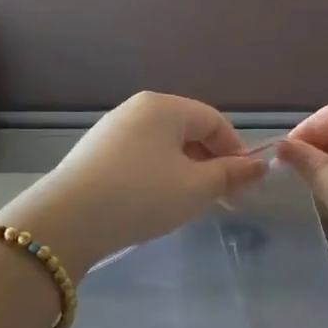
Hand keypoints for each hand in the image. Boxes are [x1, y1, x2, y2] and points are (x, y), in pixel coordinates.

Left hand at [0, 92, 267, 273]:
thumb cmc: (142, 196)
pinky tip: (155, 203)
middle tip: (222, 198)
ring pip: (163, 147)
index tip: (246, 184)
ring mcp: (111, 131)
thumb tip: (259, 166)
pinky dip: (158, 176)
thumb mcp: (196, 188)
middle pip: (188, 131)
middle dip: (211, 163)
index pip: (214, 120)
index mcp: (164, 106)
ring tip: (190, 203)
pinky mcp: (94, 155)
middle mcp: (136, 109)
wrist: (68, 220)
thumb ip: (231, 174)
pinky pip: (140, 158)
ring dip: (185, 172)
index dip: (237, 150)